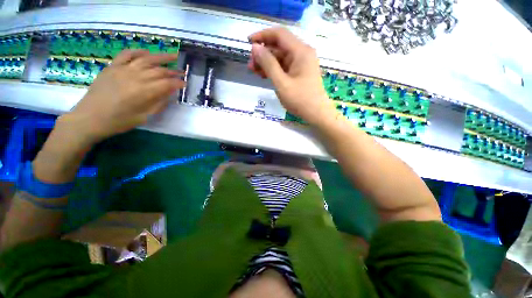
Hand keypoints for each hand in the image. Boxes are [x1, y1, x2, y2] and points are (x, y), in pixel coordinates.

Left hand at [67, 50, 184, 143]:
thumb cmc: (119, 121)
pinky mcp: (112, 67)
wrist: (89, 118)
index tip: (185, 84)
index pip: (167, 84)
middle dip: (173, 72)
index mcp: (144, 92)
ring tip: (173, 56)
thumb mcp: (144, 117)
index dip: (178, 83)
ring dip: (161, 57)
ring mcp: (122, 69)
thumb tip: (170, 93)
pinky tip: (147, 52)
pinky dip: (138, 52)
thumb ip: (159, 103)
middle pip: (159, 71)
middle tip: (182, 72)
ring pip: (146, 59)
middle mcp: (135, 77)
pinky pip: (126, 55)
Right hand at [248, 27, 332, 123]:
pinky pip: (284, 66)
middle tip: (250, 65)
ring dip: (267, 63)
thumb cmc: (300, 100)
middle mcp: (302, 53)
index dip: (262, 36)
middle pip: (279, 46)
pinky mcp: (300, 72)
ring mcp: (301, 63)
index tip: (248, 42)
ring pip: (280, 57)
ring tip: (254, 71)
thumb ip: (268, 64)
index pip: (279, 34)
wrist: (317, 114)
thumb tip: (255, 48)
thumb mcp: (281, 83)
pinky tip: (264, 75)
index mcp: (300, 51)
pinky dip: (274, 70)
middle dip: (263, 53)